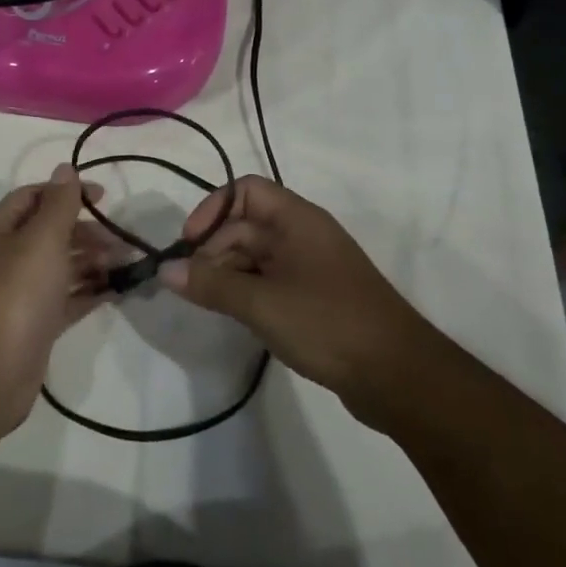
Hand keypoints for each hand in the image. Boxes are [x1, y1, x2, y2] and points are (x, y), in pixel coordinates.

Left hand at [0, 165, 112, 438]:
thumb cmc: (14, 296)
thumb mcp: (40, 240)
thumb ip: (58, 204)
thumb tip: (65, 167)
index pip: (32, 197)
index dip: (66, 192)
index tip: (104, 198)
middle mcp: (5, 258)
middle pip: (49, 233)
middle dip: (86, 232)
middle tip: (122, 241)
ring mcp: (18, 295)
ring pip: (60, 267)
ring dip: (92, 262)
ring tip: (127, 265)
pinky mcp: (33, 326)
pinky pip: (65, 300)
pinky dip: (89, 292)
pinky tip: (117, 291)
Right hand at [163, 177, 428, 422]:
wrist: (399, 376)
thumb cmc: (328, 324)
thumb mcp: (262, 302)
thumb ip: (211, 283)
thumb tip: (166, 270)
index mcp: (297, 220)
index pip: (245, 190)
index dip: (213, 209)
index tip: (189, 244)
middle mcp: (303, 235)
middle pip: (245, 225)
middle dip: (214, 249)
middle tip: (191, 286)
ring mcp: (311, 267)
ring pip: (256, 256)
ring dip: (228, 273)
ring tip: (209, 304)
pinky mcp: (315, 298)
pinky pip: (270, 281)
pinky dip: (248, 292)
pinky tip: (236, 317)